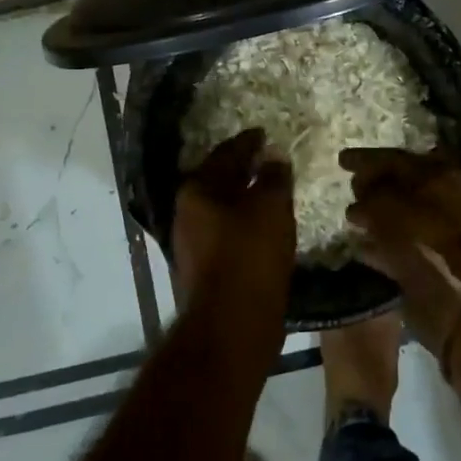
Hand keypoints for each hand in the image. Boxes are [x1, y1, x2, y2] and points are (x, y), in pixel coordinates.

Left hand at [174, 130, 295, 308]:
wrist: (232, 325)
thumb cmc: (250, 255)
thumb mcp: (270, 207)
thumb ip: (273, 177)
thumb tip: (273, 158)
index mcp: (197, 190)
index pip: (225, 154)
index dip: (247, 142)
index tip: (263, 134)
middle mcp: (187, 213)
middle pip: (218, 181)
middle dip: (243, 170)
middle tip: (268, 160)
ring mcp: (193, 243)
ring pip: (222, 209)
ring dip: (244, 199)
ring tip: (271, 192)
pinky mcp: (205, 269)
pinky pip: (227, 233)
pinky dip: (245, 224)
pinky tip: (265, 227)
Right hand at [340, 148, 460, 353]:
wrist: (450, 294)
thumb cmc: (419, 236)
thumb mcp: (385, 203)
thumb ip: (369, 192)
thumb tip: (360, 197)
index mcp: (440, 174)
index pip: (396, 158)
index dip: (366, 157)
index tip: (341, 159)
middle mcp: (445, 198)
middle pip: (402, 184)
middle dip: (373, 184)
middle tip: (349, 185)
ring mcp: (441, 230)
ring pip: (401, 215)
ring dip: (376, 214)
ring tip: (350, 216)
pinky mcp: (433, 259)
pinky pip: (401, 243)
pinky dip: (381, 242)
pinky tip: (359, 244)